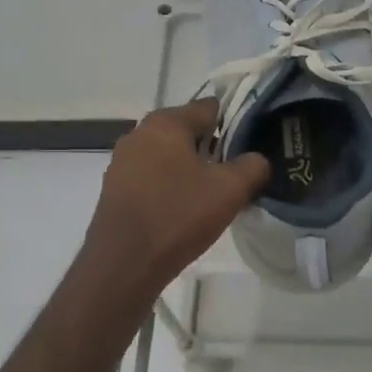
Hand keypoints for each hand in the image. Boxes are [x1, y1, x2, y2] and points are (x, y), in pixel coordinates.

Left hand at [82, 99, 269, 298]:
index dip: (234, 124)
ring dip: (190, 169)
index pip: (210, 108)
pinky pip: (151, 176)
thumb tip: (257, 159)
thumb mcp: (230, 190)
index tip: (250, 148)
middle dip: (212, 149)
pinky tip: (182, 211)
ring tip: (210, 197)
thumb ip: (253, 166)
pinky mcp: (114, 187)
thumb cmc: (178, 216)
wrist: (123, 264)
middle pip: (187, 131)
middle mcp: (139, 132)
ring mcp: (122, 160)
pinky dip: (169, 186)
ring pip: (168, 155)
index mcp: (166, 122)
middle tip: (234, 176)